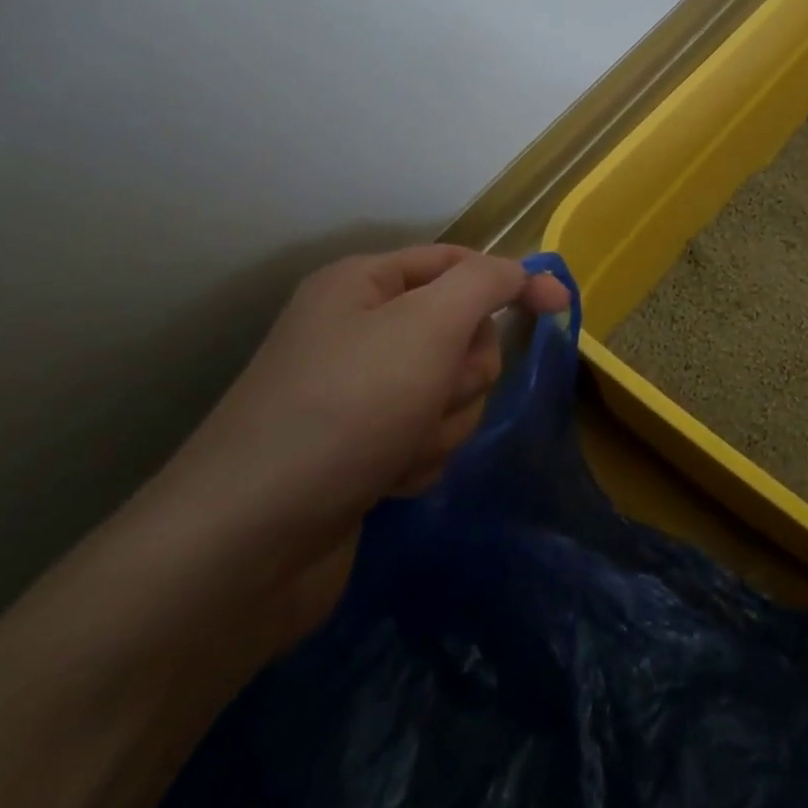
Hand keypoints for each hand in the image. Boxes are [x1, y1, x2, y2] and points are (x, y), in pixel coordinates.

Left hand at [144, 246, 568, 643]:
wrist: (246, 545)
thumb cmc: (346, 409)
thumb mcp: (429, 324)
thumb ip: (487, 284)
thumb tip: (526, 273)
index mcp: (365, 284)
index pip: (460, 262)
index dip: (513, 281)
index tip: (561, 309)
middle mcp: (360, 330)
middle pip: (461, 332)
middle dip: (463, 370)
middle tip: (434, 392)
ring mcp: (359, 394)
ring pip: (452, 390)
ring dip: (443, 421)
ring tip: (399, 449)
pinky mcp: (362, 449)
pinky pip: (427, 436)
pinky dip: (420, 457)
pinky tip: (387, 481)